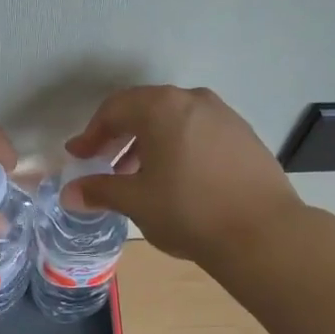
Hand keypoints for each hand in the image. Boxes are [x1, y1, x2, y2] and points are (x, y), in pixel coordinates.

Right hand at [62, 86, 302, 263]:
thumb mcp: (136, 202)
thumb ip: (100, 191)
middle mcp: (193, 100)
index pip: (115, 109)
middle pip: (145, 109)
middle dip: (119, 135)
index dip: (91, 133)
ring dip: (149, 142)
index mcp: (162, 107)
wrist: (264, 233)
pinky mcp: (244, 135)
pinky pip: (199, 131)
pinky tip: (177, 178)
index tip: (79, 156)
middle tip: (104, 163)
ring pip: (174, 120)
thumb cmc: (189, 211)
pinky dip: (178, 146)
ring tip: (138, 175)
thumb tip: (70, 193)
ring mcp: (224, 115)